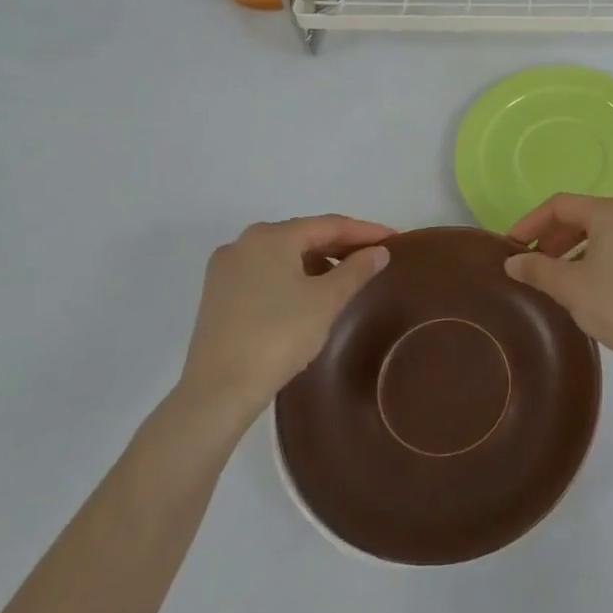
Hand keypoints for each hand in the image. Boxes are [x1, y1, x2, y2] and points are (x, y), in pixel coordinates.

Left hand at [177, 215, 393, 428]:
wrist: (220, 388)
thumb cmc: (279, 335)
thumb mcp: (326, 300)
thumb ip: (356, 270)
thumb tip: (379, 252)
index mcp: (271, 236)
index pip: (329, 225)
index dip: (365, 231)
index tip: (394, 239)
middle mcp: (244, 243)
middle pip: (303, 236)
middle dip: (341, 245)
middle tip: (375, 256)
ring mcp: (226, 269)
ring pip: (283, 255)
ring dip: (318, 261)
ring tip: (347, 276)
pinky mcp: (218, 295)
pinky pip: (266, 273)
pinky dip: (293, 276)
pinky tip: (311, 294)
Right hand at [504, 195, 612, 362]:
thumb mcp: (571, 287)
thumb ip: (538, 270)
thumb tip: (513, 262)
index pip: (560, 205)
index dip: (531, 223)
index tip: (511, 247)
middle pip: (585, 215)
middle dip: (554, 237)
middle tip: (533, 263)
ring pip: (606, 233)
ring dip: (576, 249)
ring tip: (558, 277)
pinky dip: (600, 258)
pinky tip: (590, 284)